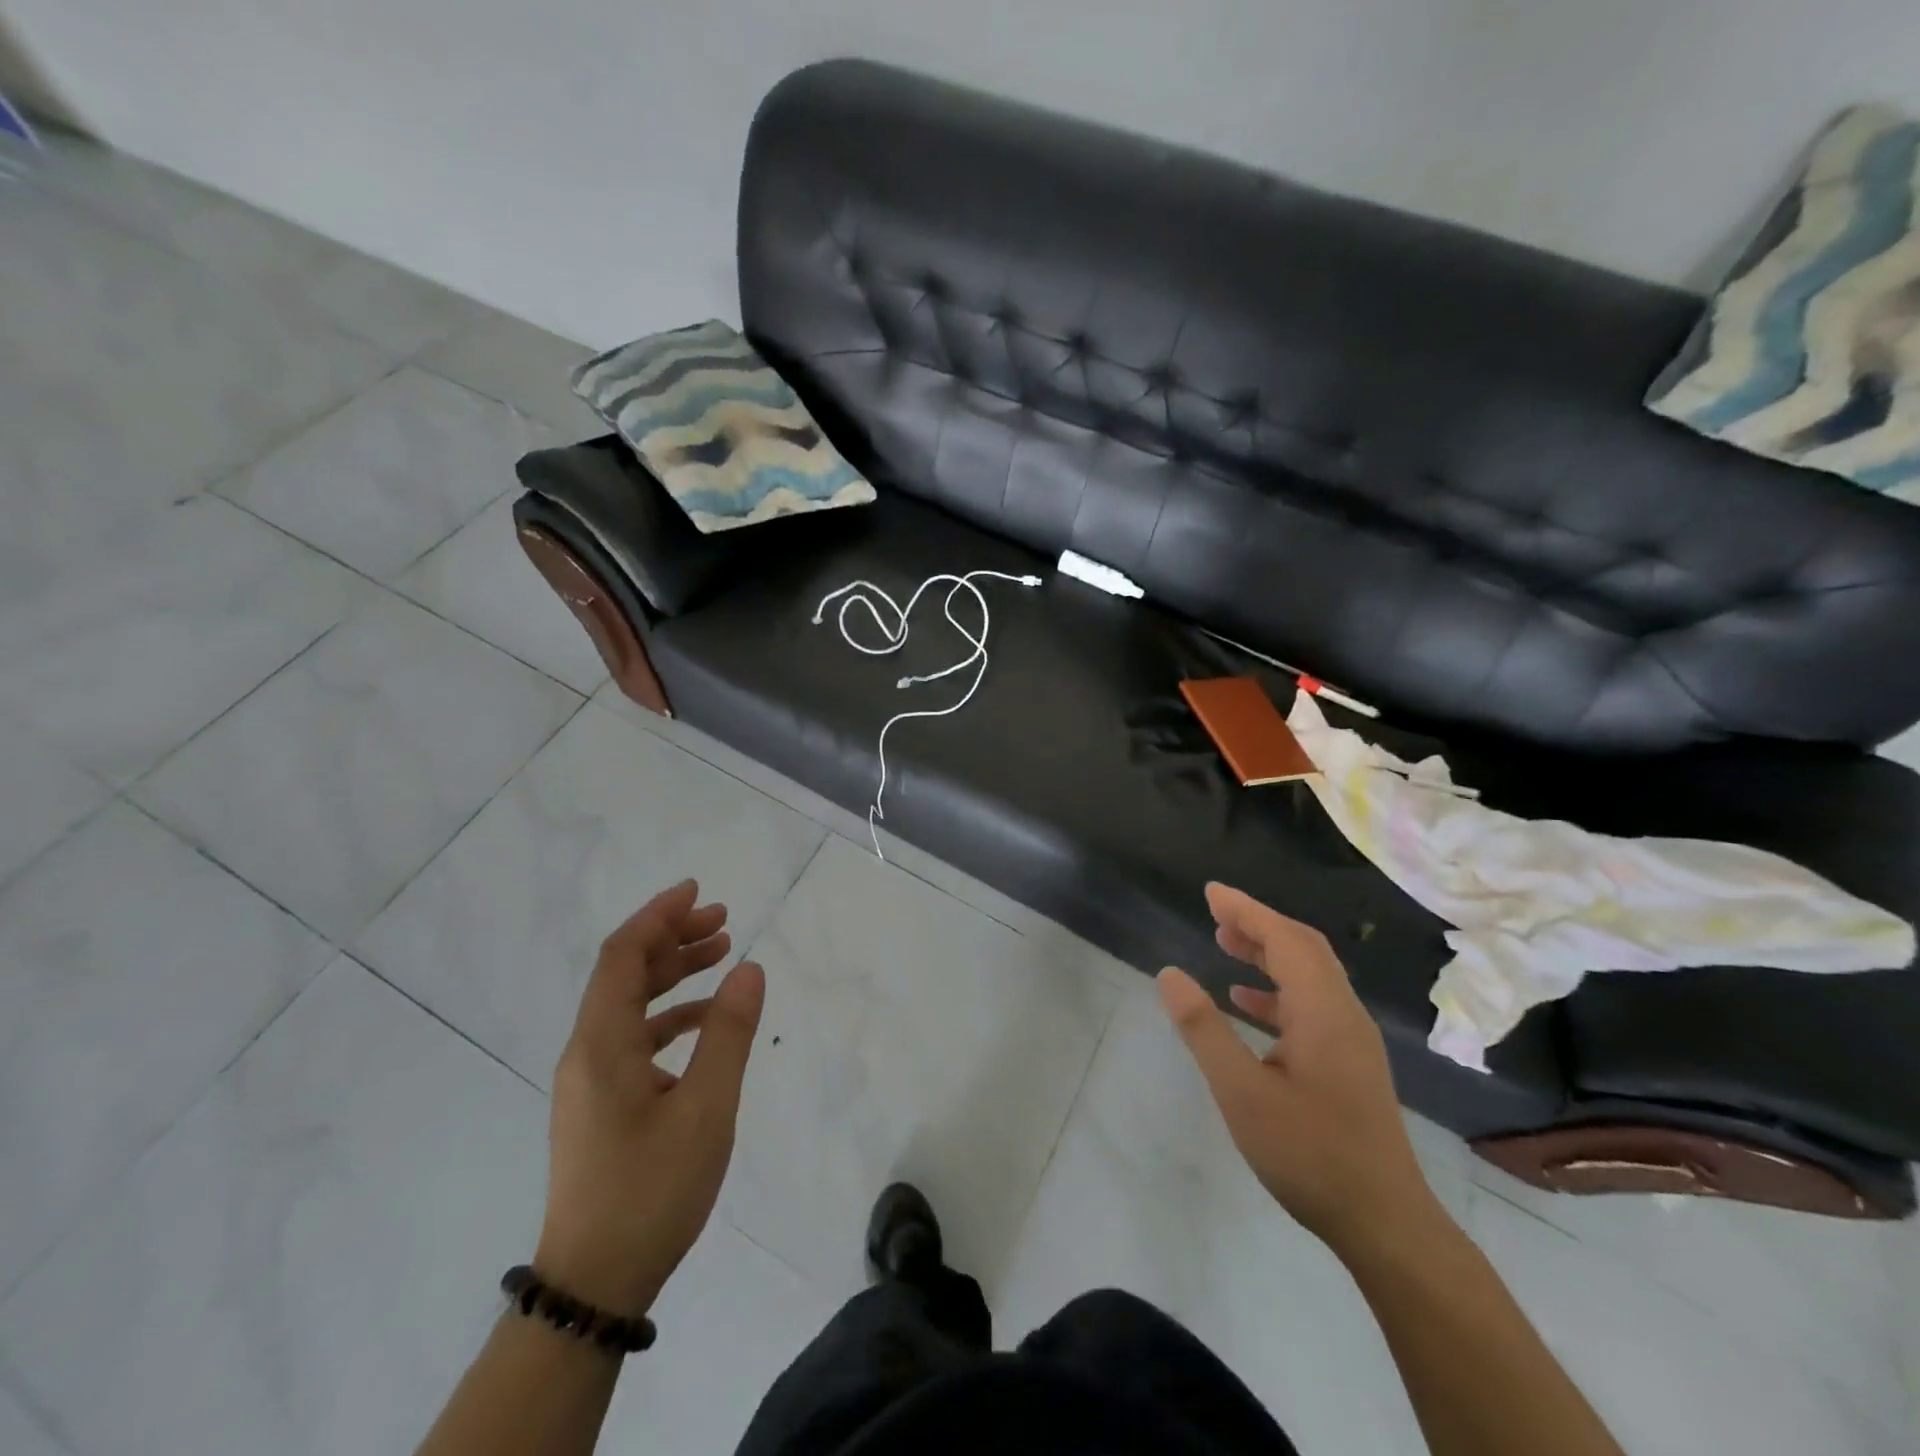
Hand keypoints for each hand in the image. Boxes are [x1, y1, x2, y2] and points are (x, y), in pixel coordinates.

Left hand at [534, 880, 764, 1315]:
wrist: (596, 1282)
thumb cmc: (651, 1190)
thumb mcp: (706, 1108)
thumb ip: (729, 1033)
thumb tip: (750, 968)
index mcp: (602, 1044)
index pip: (623, 956)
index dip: (658, 916)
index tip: (697, 891)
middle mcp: (588, 1051)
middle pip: (625, 973)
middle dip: (672, 938)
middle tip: (723, 922)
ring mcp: (591, 1079)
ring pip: (630, 1004)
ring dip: (673, 973)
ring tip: (722, 955)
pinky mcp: (601, 1103)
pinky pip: (634, 1037)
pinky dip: (670, 1014)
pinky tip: (706, 1020)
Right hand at [1158, 883, 1438, 1260]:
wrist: (1385, 1223)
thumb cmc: (1309, 1153)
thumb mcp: (1241, 1092)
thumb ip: (1203, 1029)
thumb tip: (1169, 974)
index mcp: (1323, 1011)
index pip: (1284, 939)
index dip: (1246, 910)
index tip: (1211, 892)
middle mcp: (1344, 1014)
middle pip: (1303, 949)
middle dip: (1258, 923)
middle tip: (1215, 912)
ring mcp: (1351, 1040)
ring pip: (1310, 975)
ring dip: (1269, 953)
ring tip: (1225, 944)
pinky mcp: (1350, 1063)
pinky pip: (1312, 1004)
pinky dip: (1278, 989)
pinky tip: (1247, 1003)